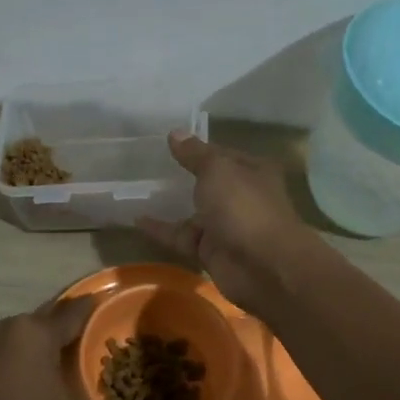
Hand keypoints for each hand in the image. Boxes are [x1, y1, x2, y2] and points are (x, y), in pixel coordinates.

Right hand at [139, 131, 321, 315]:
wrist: (262, 266)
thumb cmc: (244, 207)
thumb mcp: (217, 170)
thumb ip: (194, 154)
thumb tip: (175, 133)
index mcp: (252, 171)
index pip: (222, 154)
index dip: (198, 148)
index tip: (168, 142)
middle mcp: (242, 197)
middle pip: (210, 184)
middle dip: (184, 176)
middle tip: (149, 165)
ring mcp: (227, 226)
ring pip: (195, 212)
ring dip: (172, 204)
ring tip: (139, 190)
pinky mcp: (211, 251)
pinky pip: (182, 237)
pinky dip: (162, 230)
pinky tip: (137, 220)